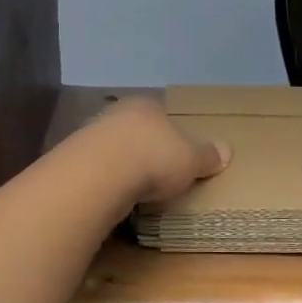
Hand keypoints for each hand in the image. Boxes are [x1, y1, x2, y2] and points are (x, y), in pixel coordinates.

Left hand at [92, 97, 230, 203]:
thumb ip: (207, 155)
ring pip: (113, 149)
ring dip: (122, 166)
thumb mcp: (191, 159)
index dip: (170, 133)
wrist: (99, 174)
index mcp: (147, 105)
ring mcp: (90, 134)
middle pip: (135, 130)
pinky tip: (113, 197)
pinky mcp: (74, 160)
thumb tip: (227, 151)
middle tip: (158, 173)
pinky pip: (97, 170)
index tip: (177, 154)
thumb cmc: (154, 157)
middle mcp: (117, 113)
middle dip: (145, 149)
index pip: (161, 114)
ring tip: (136, 190)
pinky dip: (105, 181)